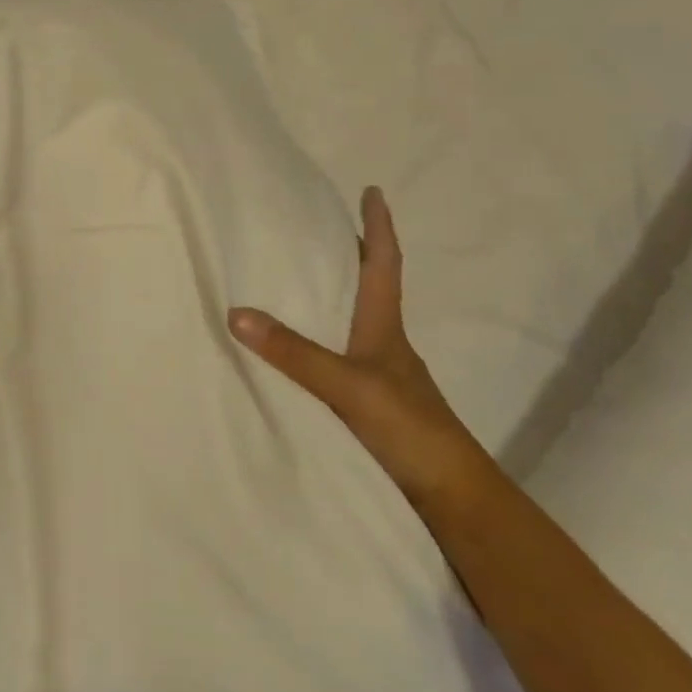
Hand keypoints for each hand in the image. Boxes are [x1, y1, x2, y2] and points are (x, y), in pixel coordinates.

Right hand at [228, 187, 493, 512]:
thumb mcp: (349, 386)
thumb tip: (237, 313)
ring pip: (352, 322)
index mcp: (385, 327)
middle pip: (369, 286)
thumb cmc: (410, 429)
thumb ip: (295, 353)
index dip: (378, 227)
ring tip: (295, 279)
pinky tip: (296, 349)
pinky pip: (338, 356)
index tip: (373, 191)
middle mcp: (384, 344)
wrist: (454, 500)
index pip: (383, 264)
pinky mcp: (370, 404)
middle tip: (317, 227)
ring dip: (332, 296)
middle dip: (349, 254)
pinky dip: (320, 339)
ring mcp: (380, 375)